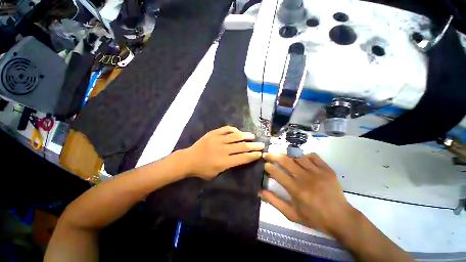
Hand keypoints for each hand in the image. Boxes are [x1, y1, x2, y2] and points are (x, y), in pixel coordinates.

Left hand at [184, 126, 263, 179]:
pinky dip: (234, 130)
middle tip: (261, 144)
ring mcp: (218, 140)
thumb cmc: (202, 170)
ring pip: (236, 136)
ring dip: (246, 135)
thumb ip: (229, 166)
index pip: (243, 158)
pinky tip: (238, 131)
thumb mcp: (216, 174)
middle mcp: (223, 150)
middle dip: (254, 146)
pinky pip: (226, 129)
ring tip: (252, 136)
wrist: (188, 159)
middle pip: (242, 146)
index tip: (260, 153)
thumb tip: (240, 158)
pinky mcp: (213, 133)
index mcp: (224, 162)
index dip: (253, 155)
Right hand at [261, 153, 356, 236]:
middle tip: (267, 154)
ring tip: (283, 156)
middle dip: (273, 155)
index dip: (268, 167)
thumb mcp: (291, 214)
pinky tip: (302, 160)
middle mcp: (305, 178)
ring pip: (298, 156)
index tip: (265, 165)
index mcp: (296, 190)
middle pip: (285, 161)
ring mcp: (317, 172)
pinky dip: (304, 155)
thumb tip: (259, 191)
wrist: (341, 218)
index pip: (277, 173)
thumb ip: (274, 202)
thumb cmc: (314, 218)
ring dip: (287, 155)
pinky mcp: (327, 169)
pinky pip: (312, 156)